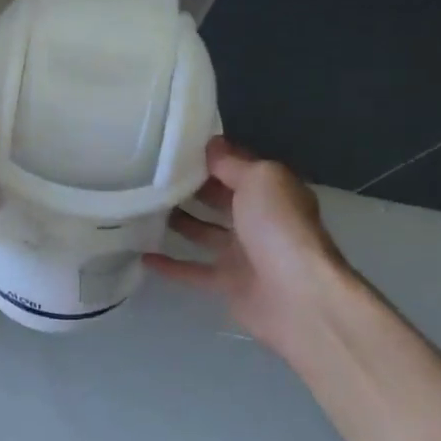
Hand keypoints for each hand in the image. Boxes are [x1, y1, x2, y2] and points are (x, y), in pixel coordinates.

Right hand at [144, 136, 346, 355]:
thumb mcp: (259, 179)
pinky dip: (170, 265)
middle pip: (219, 199)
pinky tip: (142, 255)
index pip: (236, 167)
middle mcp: (259, 219)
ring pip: (204, 233)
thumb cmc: (279, 227)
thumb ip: (232, 163)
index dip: (208, 157)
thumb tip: (210, 144)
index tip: (170, 147)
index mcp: (271, 191)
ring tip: (142, 208)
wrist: (298, 296)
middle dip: (190, 187)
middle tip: (149, 176)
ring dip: (178, 222)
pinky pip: (193, 271)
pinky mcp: (229, 284)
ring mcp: (244, 253)